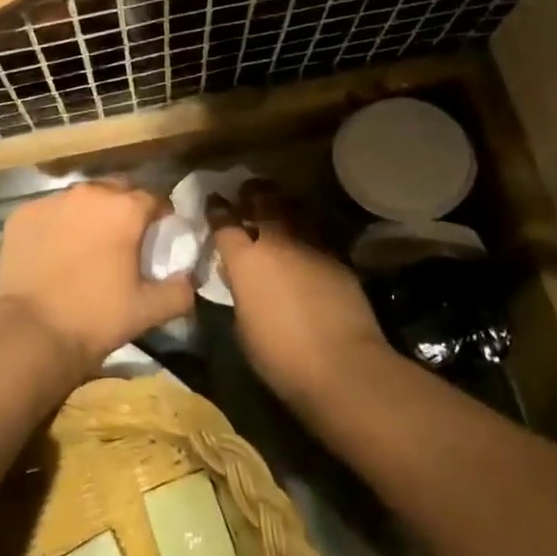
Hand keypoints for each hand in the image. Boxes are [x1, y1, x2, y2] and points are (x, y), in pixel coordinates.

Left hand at [0, 182, 194, 372]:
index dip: (160, 217)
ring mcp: (51, 201)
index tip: (158, 238)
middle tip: (124, 240)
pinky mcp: (23, 214)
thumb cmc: (95, 317)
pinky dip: (58, 225)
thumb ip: (179, 290)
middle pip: (116, 190)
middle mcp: (89, 193)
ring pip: (81, 199)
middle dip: (125, 209)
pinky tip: (55, 251)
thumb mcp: (148, 310)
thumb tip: (188, 278)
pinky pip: (50, 212)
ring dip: (90, 214)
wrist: (30, 333)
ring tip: (87, 245)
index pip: (154, 198)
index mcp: (124, 209)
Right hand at [208, 181, 390, 410]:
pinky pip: (316, 235)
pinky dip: (307, 233)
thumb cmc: (280, 355)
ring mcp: (311, 246)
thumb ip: (239, 294)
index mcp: (246, 260)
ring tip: (278, 207)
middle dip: (253, 193)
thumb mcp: (243, 326)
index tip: (214, 201)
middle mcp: (277, 242)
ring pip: (294, 212)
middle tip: (248, 191)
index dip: (217, 210)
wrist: (342, 364)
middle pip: (262, 202)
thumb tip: (241, 280)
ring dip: (283, 207)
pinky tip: (306, 244)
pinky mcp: (338, 258)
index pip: (224, 223)